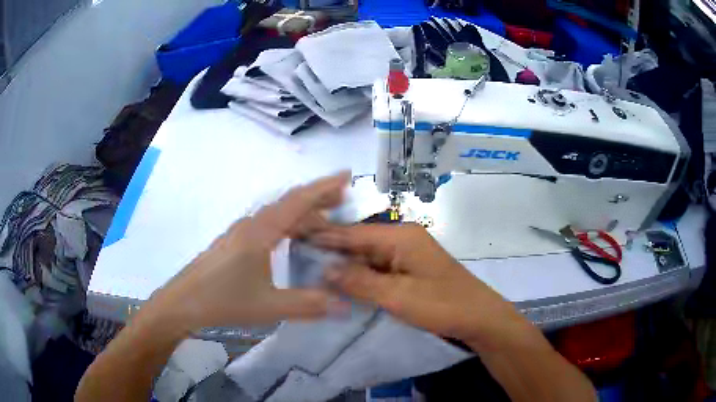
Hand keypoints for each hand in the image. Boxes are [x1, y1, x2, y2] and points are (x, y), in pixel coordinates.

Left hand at [147, 171, 350, 330]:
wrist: (182, 303)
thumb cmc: (223, 301)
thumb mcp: (269, 306)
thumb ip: (308, 305)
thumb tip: (345, 306)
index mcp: (260, 232)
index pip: (298, 201)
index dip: (324, 187)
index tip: (347, 175)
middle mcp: (251, 224)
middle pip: (289, 203)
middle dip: (318, 199)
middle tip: (344, 201)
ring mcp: (240, 232)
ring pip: (277, 215)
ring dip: (302, 215)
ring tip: (325, 225)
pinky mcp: (234, 242)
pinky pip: (268, 225)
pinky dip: (287, 226)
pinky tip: (292, 241)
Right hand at [311, 223, 523, 347]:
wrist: (479, 318)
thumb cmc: (442, 305)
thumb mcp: (398, 296)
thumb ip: (360, 282)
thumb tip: (325, 269)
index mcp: (400, 236)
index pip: (353, 233)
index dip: (324, 237)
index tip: (295, 239)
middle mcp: (402, 239)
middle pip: (359, 243)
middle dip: (331, 253)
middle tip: (298, 259)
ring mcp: (406, 255)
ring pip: (367, 258)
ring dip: (345, 268)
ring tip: (311, 272)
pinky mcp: (409, 270)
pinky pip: (378, 270)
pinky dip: (361, 278)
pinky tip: (342, 285)